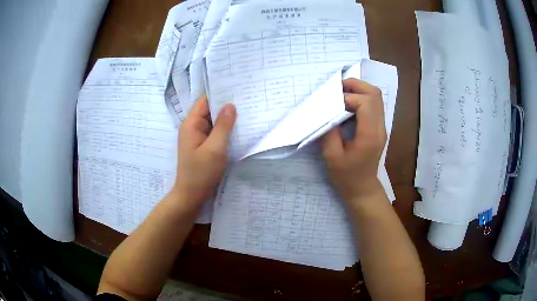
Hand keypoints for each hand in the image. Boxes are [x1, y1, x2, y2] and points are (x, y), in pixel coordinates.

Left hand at [174, 96, 236, 206]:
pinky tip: (238, 130)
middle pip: (209, 110)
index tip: (237, 89)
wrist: (191, 196)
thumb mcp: (215, 148)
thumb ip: (223, 126)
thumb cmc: (201, 173)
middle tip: (246, 100)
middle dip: (225, 106)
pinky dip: (224, 131)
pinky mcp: (203, 147)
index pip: (204, 101)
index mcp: (191, 124)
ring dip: (226, 119)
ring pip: (213, 122)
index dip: (219, 94)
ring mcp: (197, 138)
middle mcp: (193, 128)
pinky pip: (214, 133)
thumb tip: (230, 105)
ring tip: (246, 112)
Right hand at [321, 79, 386, 202]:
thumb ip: (329, 131)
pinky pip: (373, 104)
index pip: (365, 103)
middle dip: (356, 85)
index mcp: (369, 136)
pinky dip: (361, 98)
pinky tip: (348, 104)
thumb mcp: (332, 156)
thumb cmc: (346, 176)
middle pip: (375, 94)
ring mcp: (381, 127)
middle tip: (337, 88)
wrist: (362, 189)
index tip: (332, 103)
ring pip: (376, 97)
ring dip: (359, 90)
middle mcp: (379, 128)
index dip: (348, 97)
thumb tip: (325, 110)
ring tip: (341, 93)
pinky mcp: (378, 127)